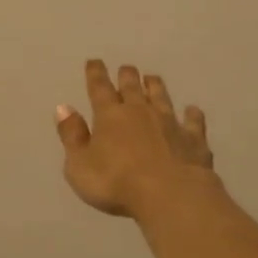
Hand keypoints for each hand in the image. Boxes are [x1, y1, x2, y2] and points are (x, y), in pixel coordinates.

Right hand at [55, 60, 214, 217]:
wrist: (170, 196)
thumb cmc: (115, 183)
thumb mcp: (79, 165)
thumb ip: (71, 136)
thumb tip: (63, 108)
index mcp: (109, 115)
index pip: (99, 88)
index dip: (95, 74)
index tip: (94, 61)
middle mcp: (140, 111)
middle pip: (132, 86)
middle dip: (127, 75)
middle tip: (126, 68)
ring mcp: (169, 123)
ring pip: (161, 96)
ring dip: (155, 86)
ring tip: (152, 78)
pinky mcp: (193, 139)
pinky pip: (193, 121)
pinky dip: (192, 114)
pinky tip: (192, 111)